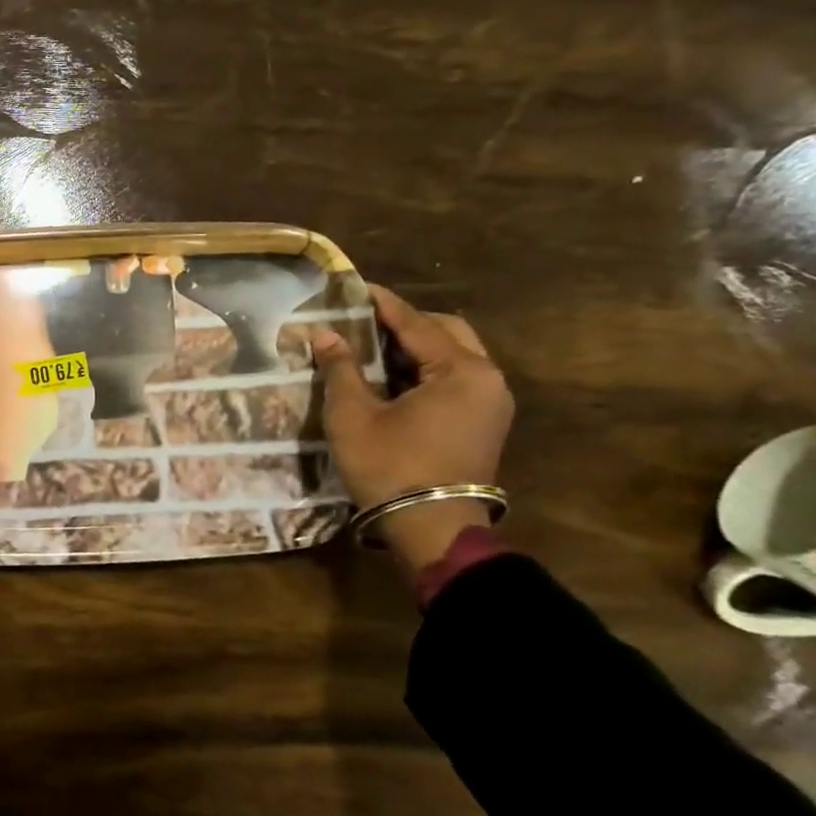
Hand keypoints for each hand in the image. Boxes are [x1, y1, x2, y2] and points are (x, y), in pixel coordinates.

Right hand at [311, 286, 513, 573]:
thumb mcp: (353, 414)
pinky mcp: (483, 425)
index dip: (384, 304)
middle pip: (447, 333)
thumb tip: (325, 334)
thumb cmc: (390, 466)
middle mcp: (487, 380)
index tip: (357, 286)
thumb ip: (341, 368)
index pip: (417, 324)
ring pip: (454, 357)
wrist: (431, 529)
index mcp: (462, 371)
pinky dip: (425, 370)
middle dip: (406, 323)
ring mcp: (490, 404)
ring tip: (372, 346)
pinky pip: (455, 380)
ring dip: (416, 348)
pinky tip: (392, 377)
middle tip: (365, 320)